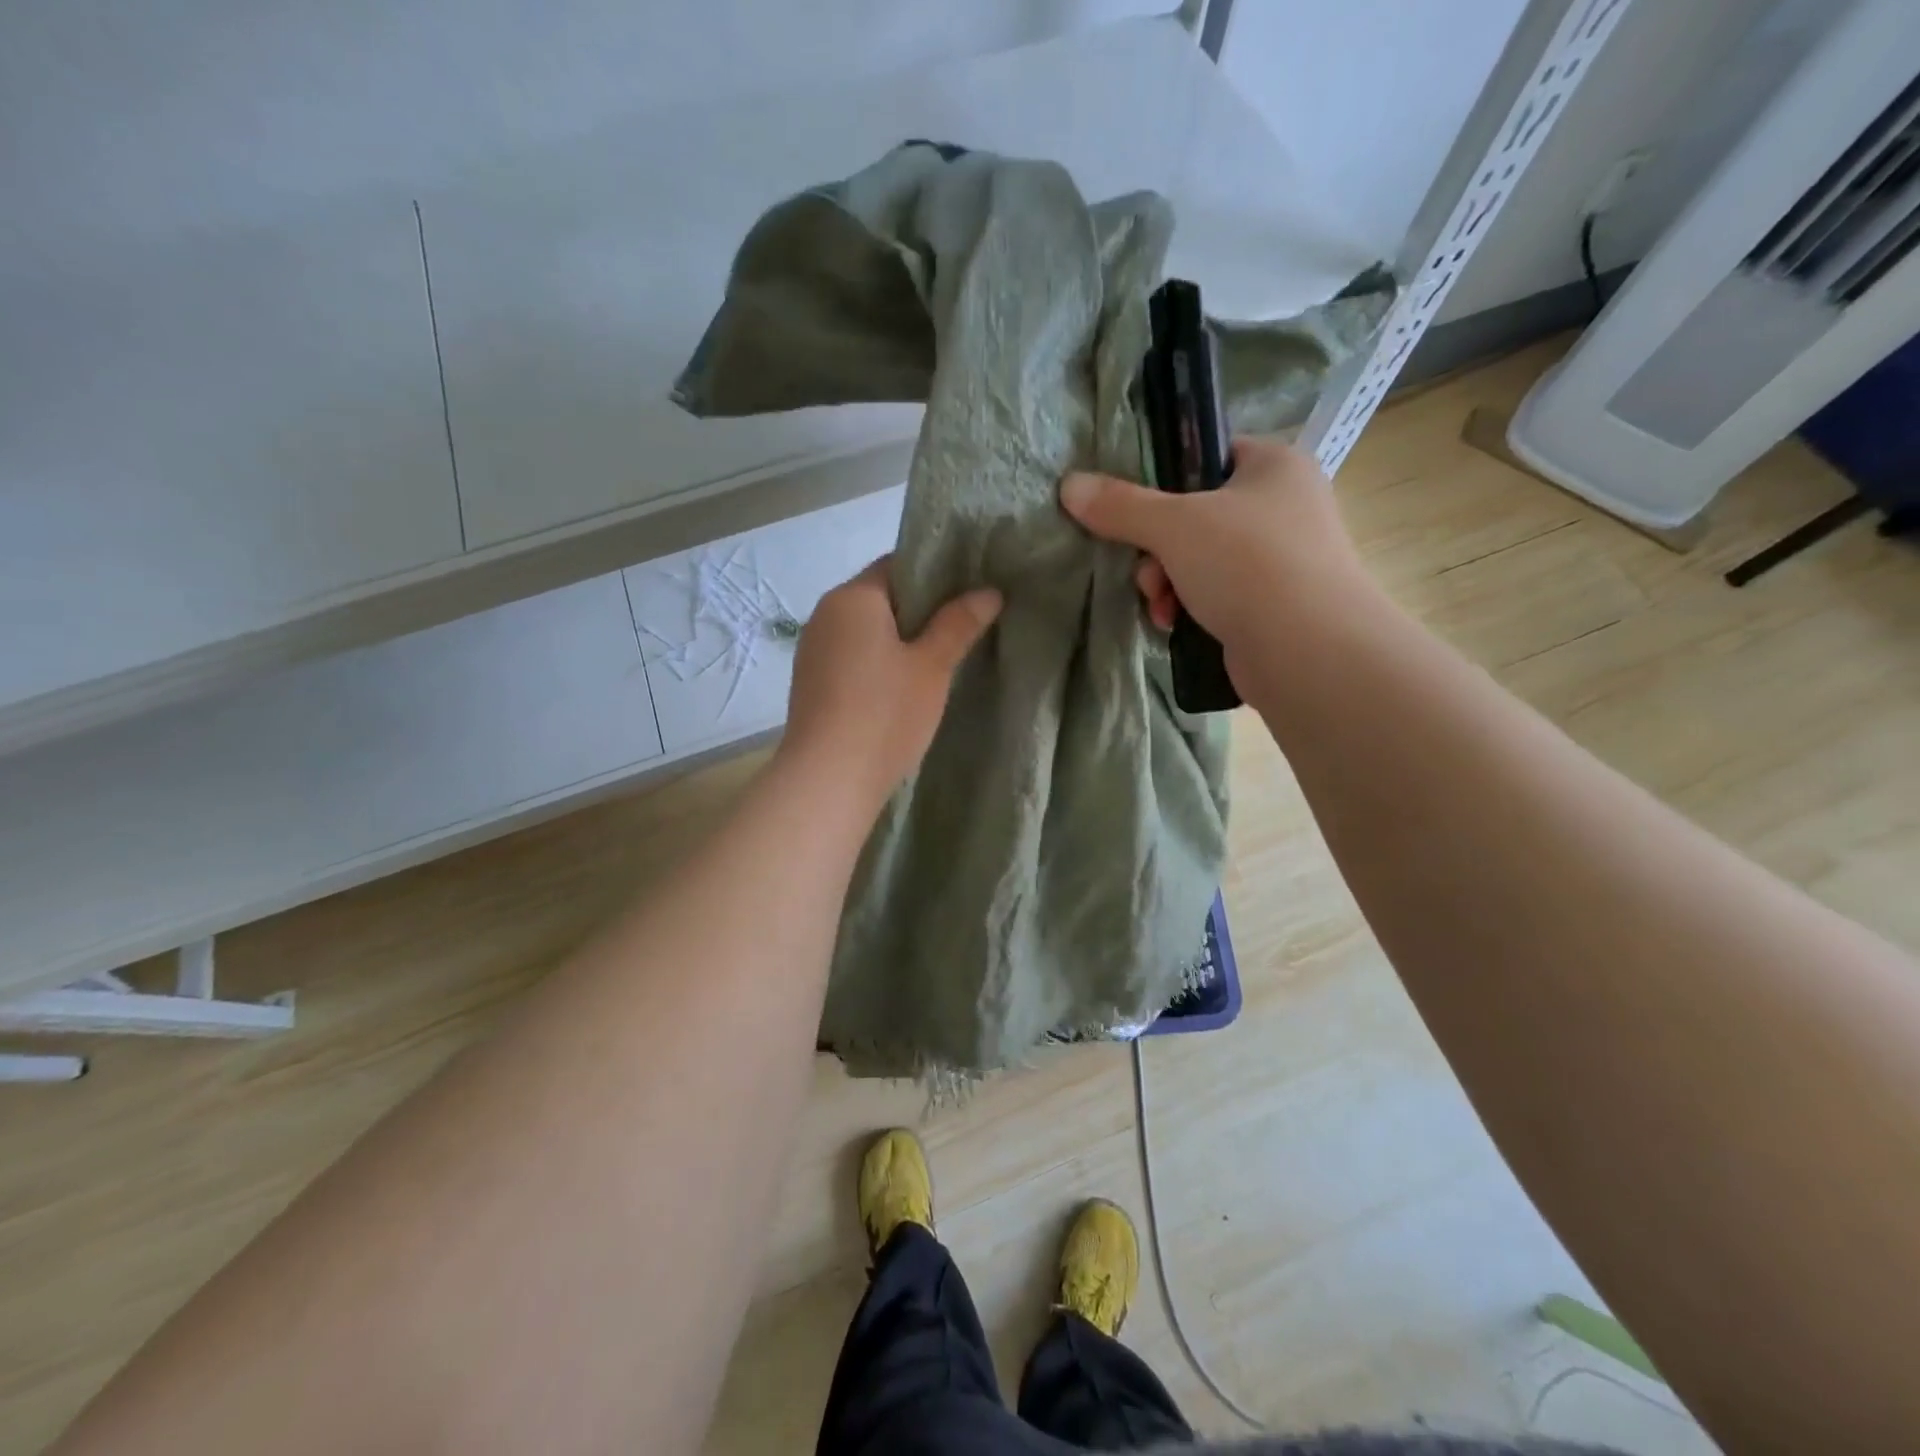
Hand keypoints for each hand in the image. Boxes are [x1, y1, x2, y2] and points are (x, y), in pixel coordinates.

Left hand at [779, 558, 1001, 808]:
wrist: (828, 779)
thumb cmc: (885, 713)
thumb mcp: (931, 666)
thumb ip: (958, 624)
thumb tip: (988, 591)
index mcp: (852, 597)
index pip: (898, 565)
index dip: (936, 573)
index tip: (970, 591)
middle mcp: (825, 614)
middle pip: (880, 597)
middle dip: (920, 610)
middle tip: (964, 626)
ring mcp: (813, 650)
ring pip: (865, 631)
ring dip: (898, 639)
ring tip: (939, 658)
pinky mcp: (811, 683)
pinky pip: (851, 657)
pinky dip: (877, 662)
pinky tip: (902, 687)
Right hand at [1059, 436, 1375, 690]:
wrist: (1309, 652)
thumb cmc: (1248, 566)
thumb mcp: (1174, 526)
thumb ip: (1121, 505)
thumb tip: (1070, 484)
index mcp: (1274, 466)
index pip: (1206, 455)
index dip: (1164, 480)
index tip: (1134, 510)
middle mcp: (1284, 505)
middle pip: (1194, 515)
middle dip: (1157, 550)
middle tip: (1148, 574)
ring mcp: (1282, 559)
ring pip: (1199, 559)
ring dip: (1167, 583)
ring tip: (1163, 607)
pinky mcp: (1273, 604)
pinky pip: (1216, 594)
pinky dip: (1189, 608)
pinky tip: (1175, 626)